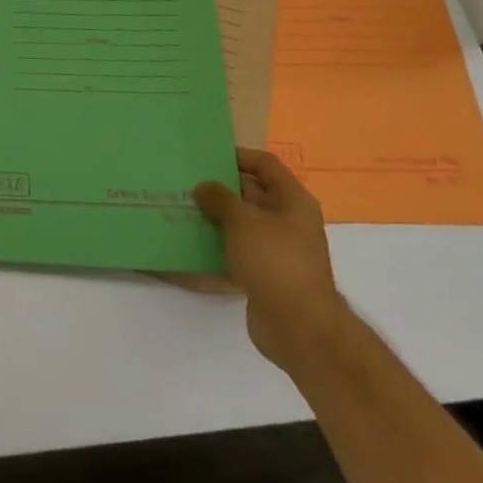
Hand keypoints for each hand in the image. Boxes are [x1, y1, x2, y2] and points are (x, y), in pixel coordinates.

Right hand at [189, 148, 347, 368]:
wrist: (299, 327)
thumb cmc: (275, 261)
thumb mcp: (243, 221)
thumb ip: (220, 198)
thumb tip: (204, 187)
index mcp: (293, 201)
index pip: (266, 165)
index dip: (239, 156)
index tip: (208, 155)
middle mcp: (288, 221)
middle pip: (253, 192)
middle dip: (221, 186)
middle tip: (187, 179)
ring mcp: (277, 248)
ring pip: (243, 222)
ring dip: (216, 216)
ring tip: (183, 206)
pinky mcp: (265, 272)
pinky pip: (238, 248)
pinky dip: (219, 242)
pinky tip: (192, 239)